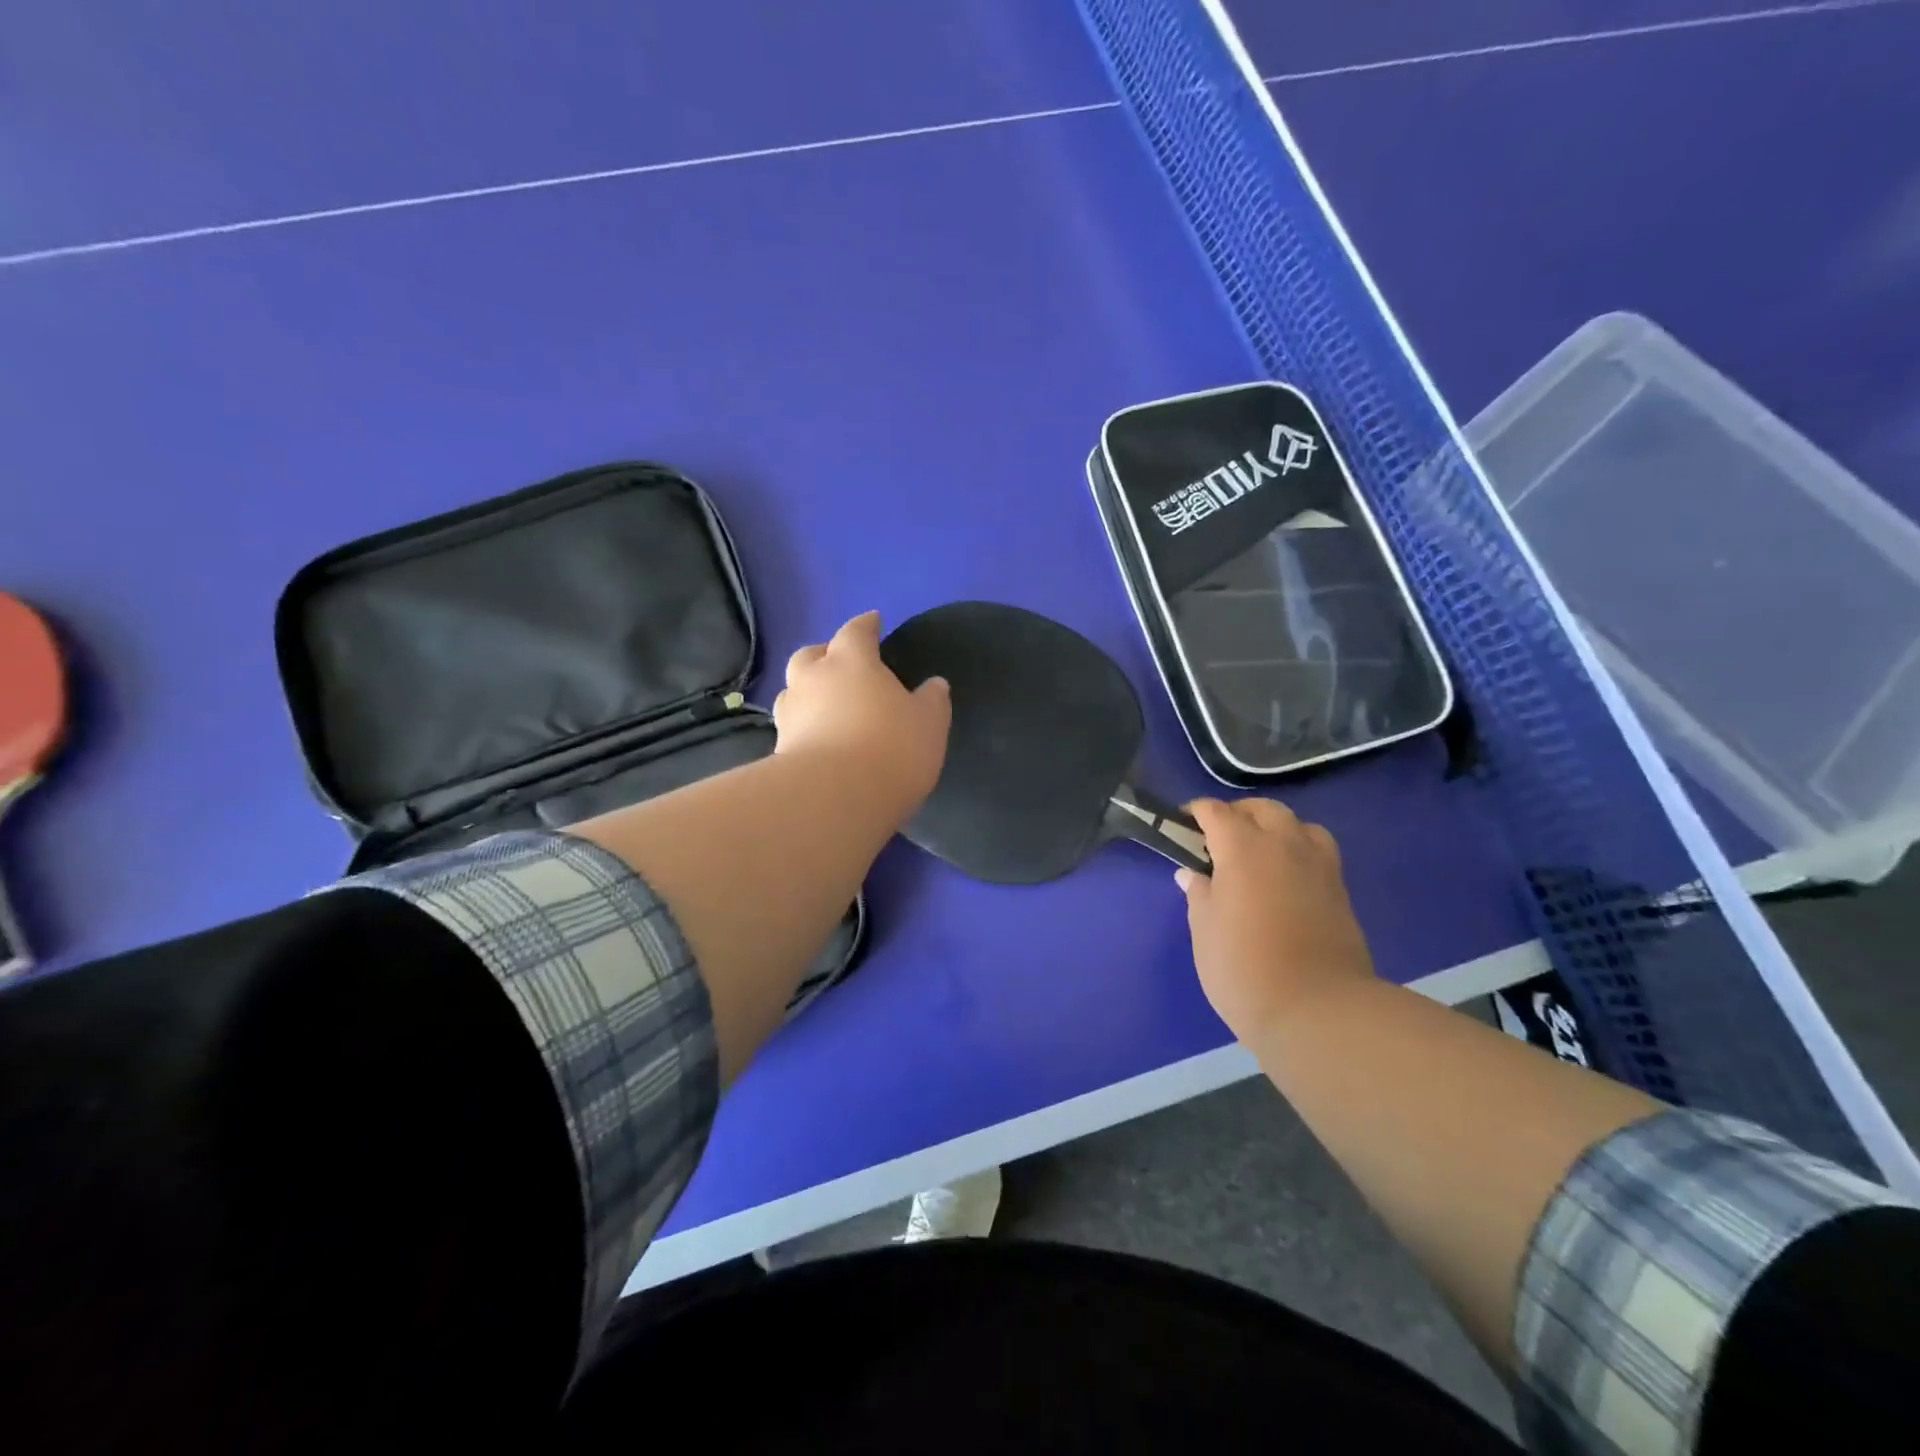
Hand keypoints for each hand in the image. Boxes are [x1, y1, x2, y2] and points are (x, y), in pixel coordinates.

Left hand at [773, 611, 950, 822]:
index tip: (873, 621)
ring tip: (824, 705)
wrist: (834, 798)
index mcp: (851, 661)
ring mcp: (790, 714)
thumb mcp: (928, 723)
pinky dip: (802, 727)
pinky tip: (816, 739)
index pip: (856, 631)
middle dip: (824, 655)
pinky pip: (791, 727)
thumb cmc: (891, 748)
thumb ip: (932, 700)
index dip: (866, 625)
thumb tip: (935, 684)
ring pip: (793, 691)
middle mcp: (813, 678)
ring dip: (807, 691)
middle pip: (811, 655)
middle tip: (839, 664)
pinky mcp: (778, 750)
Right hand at [1177, 798, 1374, 1041]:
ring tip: (1259, 853)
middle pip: (1262, 809)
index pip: (1216, 812)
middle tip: (1218, 839)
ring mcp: (1318, 866)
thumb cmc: (1244, 967)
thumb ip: (1199, 893)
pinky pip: (1318, 851)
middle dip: (1238, 814)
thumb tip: (1193, 874)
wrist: (1317, 1010)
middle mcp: (1284, 845)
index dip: (1196, 813)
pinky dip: (1299, 851)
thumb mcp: (1205, 930)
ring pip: (1298, 825)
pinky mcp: (1340, 890)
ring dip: (1275, 828)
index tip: (1182, 825)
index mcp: (1243, 848)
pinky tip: (1286, 878)